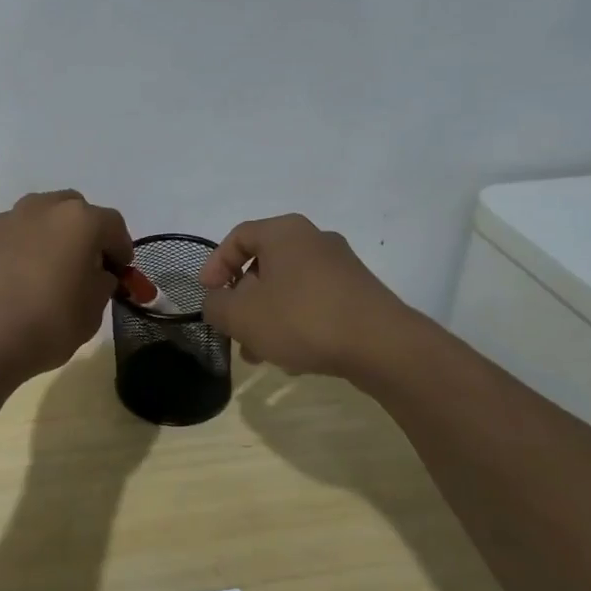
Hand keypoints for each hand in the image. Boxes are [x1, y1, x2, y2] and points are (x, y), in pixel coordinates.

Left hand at [0, 191, 133, 382]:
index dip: (121, 248)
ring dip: (50, 236)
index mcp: (79, 221)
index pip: (113, 225)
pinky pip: (11, 237)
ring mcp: (7, 220)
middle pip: (74, 210)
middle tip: (85, 264)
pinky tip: (17, 281)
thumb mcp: (92, 312)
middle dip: (84, 232)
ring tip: (48, 270)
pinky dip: (21, 250)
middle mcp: (43, 208)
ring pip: (39, 218)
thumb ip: (101, 284)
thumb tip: (96, 274)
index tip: (120, 272)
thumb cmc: (47, 324)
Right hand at [199, 215, 413, 378]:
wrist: (383, 346)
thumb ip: (216, 305)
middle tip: (233, 329)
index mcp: (284, 232)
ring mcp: (341, 267)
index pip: (238, 237)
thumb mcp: (241, 315)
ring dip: (267, 317)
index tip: (207, 294)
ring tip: (259, 354)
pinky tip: (293, 358)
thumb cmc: (302, 319)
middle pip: (264, 265)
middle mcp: (314, 240)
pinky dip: (296, 323)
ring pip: (289, 288)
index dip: (215, 265)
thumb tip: (216, 302)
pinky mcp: (359, 294)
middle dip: (242, 300)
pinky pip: (314, 303)